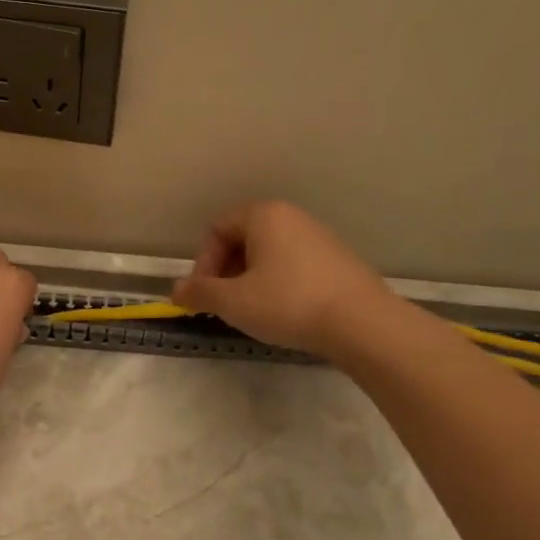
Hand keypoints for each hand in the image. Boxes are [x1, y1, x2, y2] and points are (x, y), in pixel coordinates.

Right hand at [171, 201, 403, 358]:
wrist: (363, 324)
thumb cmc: (288, 303)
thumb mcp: (232, 302)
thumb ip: (199, 293)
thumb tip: (176, 291)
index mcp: (264, 215)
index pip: (217, 229)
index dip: (203, 263)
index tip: (204, 295)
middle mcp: (292, 217)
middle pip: (243, 239)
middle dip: (226, 272)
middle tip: (224, 305)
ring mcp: (319, 237)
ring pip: (269, 254)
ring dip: (250, 280)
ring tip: (253, 311)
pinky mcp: (339, 260)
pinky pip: (294, 265)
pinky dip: (279, 284)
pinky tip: (284, 312)